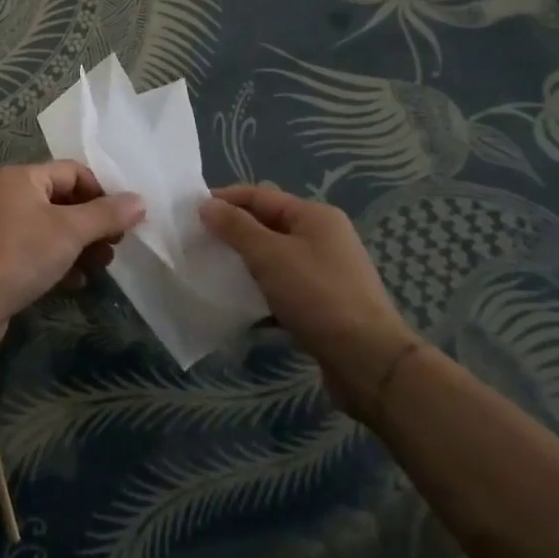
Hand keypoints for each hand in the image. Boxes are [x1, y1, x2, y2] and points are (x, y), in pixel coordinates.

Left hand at [0, 162, 144, 352]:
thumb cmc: (20, 255)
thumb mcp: (69, 231)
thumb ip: (106, 214)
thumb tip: (140, 201)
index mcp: (24, 178)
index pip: (73, 172)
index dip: (102, 192)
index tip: (124, 220)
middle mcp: (12, 196)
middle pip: (66, 201)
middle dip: (94, 223)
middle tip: (116, 245)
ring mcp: (6, 228)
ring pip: (55, 230)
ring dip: (82, 246)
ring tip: (102, 266)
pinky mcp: (3, 259)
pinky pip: (41, 252)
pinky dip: (62, 263)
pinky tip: (77, 282)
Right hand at [200, 184, 417, 408]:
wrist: (368, 361)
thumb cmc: (318, 296)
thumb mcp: (270, 256)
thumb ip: (235, 228)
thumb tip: (206, 205)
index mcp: (314, 216)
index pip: (260, 195)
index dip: (225, 200)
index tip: (190, 213)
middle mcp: (323, 238)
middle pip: (267, 226)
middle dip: (232, 233)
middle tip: (196, 244)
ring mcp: (325, 272)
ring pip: (274, 259)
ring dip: (244, 265)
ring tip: (210, 274)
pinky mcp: (324, 305)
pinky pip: (283, 289)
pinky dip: (261, 293)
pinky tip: (238, 307)